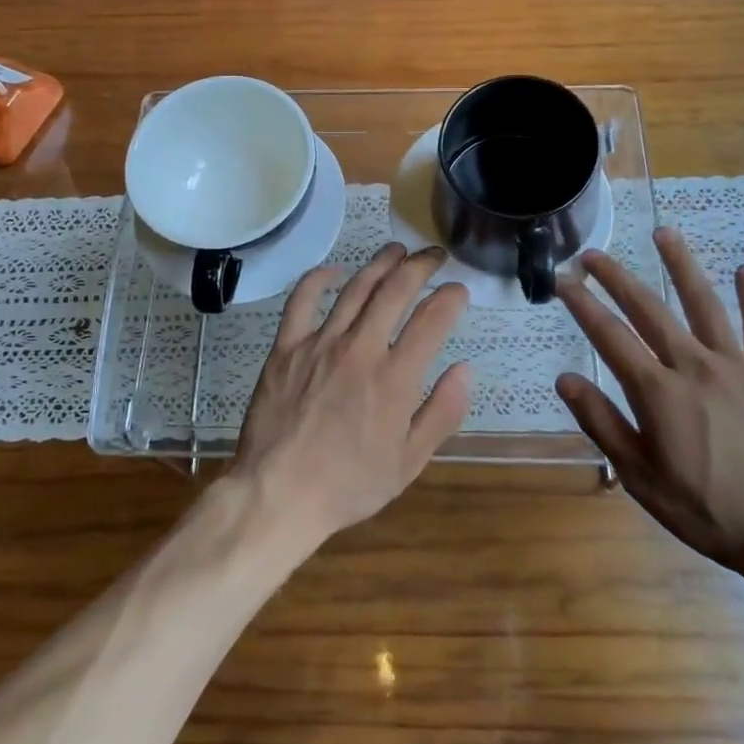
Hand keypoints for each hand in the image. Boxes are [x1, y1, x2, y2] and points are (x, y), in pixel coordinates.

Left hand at [234, 243, 471, 545]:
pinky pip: (302, 300)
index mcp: (395, 378)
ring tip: (397, 250)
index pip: (432, 320)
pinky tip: (335, 271)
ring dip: (380, 263)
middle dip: (420, 266)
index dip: (450, 298)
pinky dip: (319, 279)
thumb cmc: (349, 484)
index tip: (459, 290)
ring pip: (355, 289)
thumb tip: (464, 370)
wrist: (279, 494)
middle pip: (395, 290)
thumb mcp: (409, 462)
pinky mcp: (286, 347)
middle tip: (434, 256)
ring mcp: (320, 344)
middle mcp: (361, 350)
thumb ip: (442, 413)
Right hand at [554, 228, 743, 587]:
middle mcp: (695, 366)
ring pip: (704, 304)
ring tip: (663, 233)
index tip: (562, 280)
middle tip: (592, 254)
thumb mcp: (640, 477)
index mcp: (658, 392)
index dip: (582, 305)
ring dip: (681, 266)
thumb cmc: (706, 511)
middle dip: (616, 278)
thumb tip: (565, 378)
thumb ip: (602, 423)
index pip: (609, 336)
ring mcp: (738, 367)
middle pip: (649, 309)